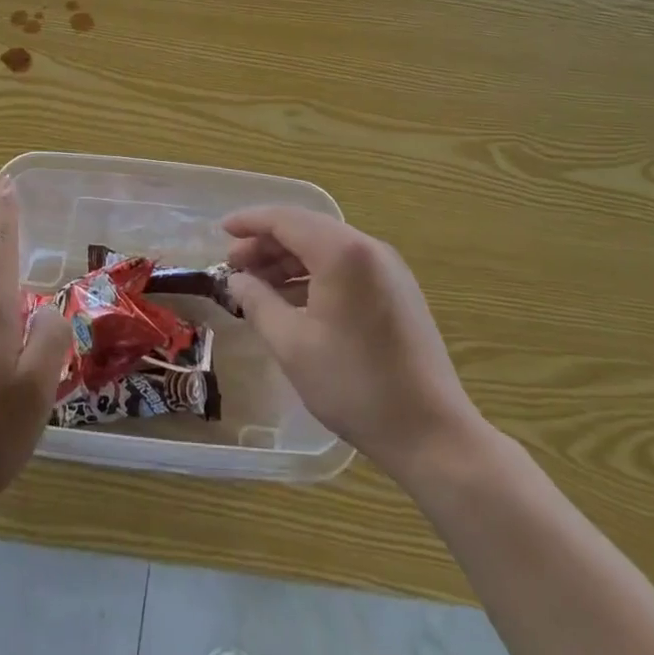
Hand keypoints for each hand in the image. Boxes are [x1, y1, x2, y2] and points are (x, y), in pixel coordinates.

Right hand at [225, 206, 484, 485]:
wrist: (433, 434)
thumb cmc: (355, 385)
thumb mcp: (293, 345)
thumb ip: (258, 303)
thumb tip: (236, 281)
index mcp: (343, 252)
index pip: (286, 220)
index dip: (250, 222)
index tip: (220, 231)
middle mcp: (368, 248)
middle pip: (307, 230)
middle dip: (267, 244)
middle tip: (234, 266)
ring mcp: (388, 269)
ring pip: (327, 249)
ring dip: (289, 261)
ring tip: (257, 285)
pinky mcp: (398, 292)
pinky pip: (346, 267)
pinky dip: (315, 275)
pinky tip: (293, 301)